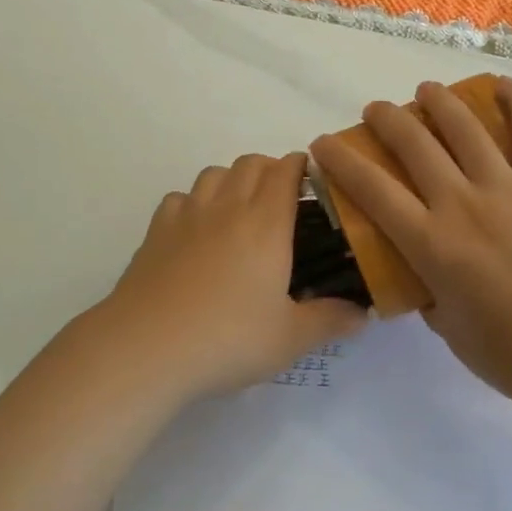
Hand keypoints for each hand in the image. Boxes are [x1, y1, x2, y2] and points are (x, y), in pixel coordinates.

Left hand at [96, 152, 366, 399]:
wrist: (148, 347)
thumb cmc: (228, 339)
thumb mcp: (290, 339)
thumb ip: (330, 321)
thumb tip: (363, 313)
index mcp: (267, 223)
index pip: (286, 171)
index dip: (301, 166)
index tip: (312, 179)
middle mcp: (229, 207)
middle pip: (251, 163)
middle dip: (270, 169)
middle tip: (281, 200)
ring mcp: (188, 215)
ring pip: (214, 173)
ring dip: (232, 180)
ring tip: (239, 210)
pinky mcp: (156, 230)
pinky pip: (179, 198)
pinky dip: (193, 202)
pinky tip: (195, 230)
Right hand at [310, 77, 511, 417]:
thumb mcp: (448, 329)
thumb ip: (426, 289)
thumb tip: (420, 267)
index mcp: (432, 243)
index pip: (372, 188)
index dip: (341, 159)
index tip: (324, 143)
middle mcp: (462, 203)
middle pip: (413, 143)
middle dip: (386, 118)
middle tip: (377, 112)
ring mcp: (509, 187)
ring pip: (464, 126)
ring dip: (437, 100)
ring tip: (426, 92)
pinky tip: (498, 85)